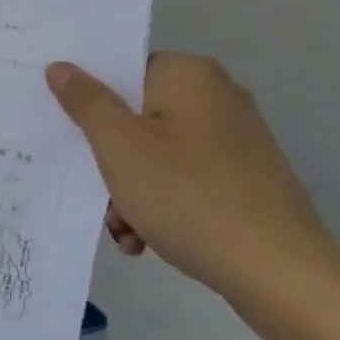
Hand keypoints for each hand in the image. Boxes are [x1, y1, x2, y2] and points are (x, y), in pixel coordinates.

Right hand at [45, 54, 339, 301]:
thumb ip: (86, 101)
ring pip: (154, 153)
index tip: (64, 126)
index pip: (122, 69)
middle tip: (94, 189)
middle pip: (135, 115)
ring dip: (127, 189)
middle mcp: (217, 98)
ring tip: (123, 226)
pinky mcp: (244, 180)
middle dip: (107, 157)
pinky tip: (146, 238)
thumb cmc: (186, 195)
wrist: (278, 273)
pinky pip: (182, 179)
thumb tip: (61, 66)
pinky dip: (158, 204)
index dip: (89, 96)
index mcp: (189, 76)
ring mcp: (235, 141)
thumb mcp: (118, 145)